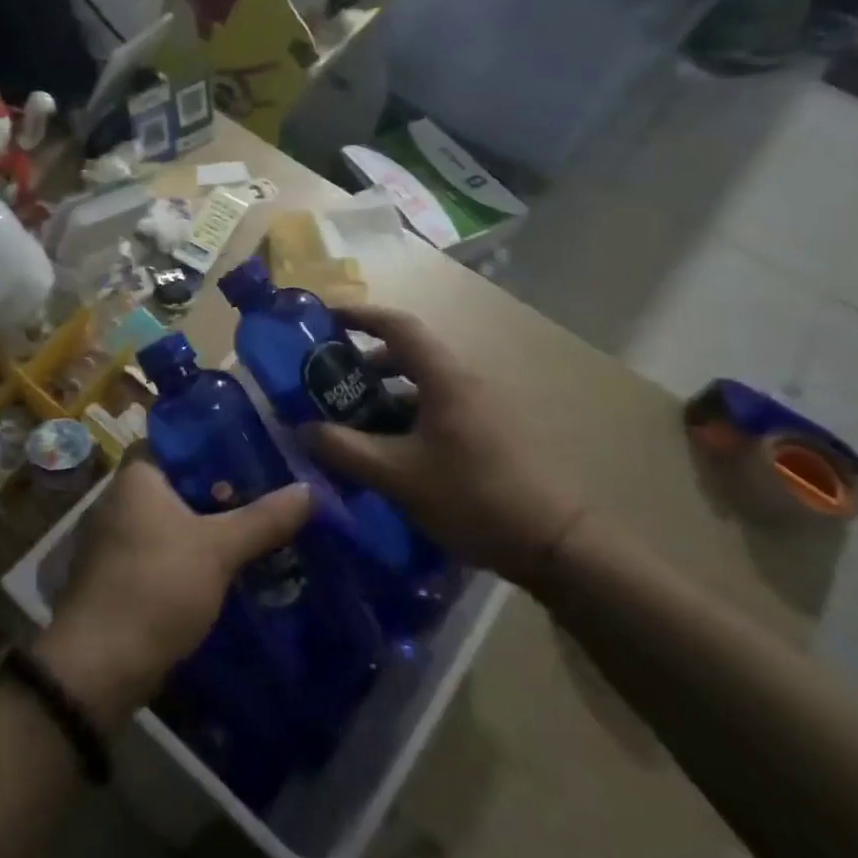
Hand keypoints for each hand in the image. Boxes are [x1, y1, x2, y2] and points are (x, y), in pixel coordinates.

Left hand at [38, 459, 312, 726]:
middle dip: (221, 489)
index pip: (177, 441)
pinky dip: (192, 553)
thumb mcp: (219, 549)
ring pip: (173, 519)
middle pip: (179, 482)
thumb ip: (264, 518)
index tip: (254, 450)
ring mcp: (116, 539)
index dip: (214, 443)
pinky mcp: (120, 575)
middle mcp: (119, 499)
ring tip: (258, 526)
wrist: (100, 666)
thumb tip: (310, 489)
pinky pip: (164, 550)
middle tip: (268, 490)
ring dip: (209, 525)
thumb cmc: (156, 587)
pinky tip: (228, 564)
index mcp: (136, 477)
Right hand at [301, 304, 586, 592]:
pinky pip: (436, 407)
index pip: (397, 325)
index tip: (324, 318)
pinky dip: (405, 416)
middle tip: (325, 380)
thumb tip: (302, 430)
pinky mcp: (489, 431)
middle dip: (363, 362)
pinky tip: (386, 450)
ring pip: (421, 385)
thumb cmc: (472, 496)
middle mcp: (464, 381)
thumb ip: (345, 450)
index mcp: (444, 377)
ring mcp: (481, 406)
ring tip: (349, 420)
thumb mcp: (398, 475)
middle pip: (407, 354)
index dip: (359, 315)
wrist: (554, 541)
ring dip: (383, 394)